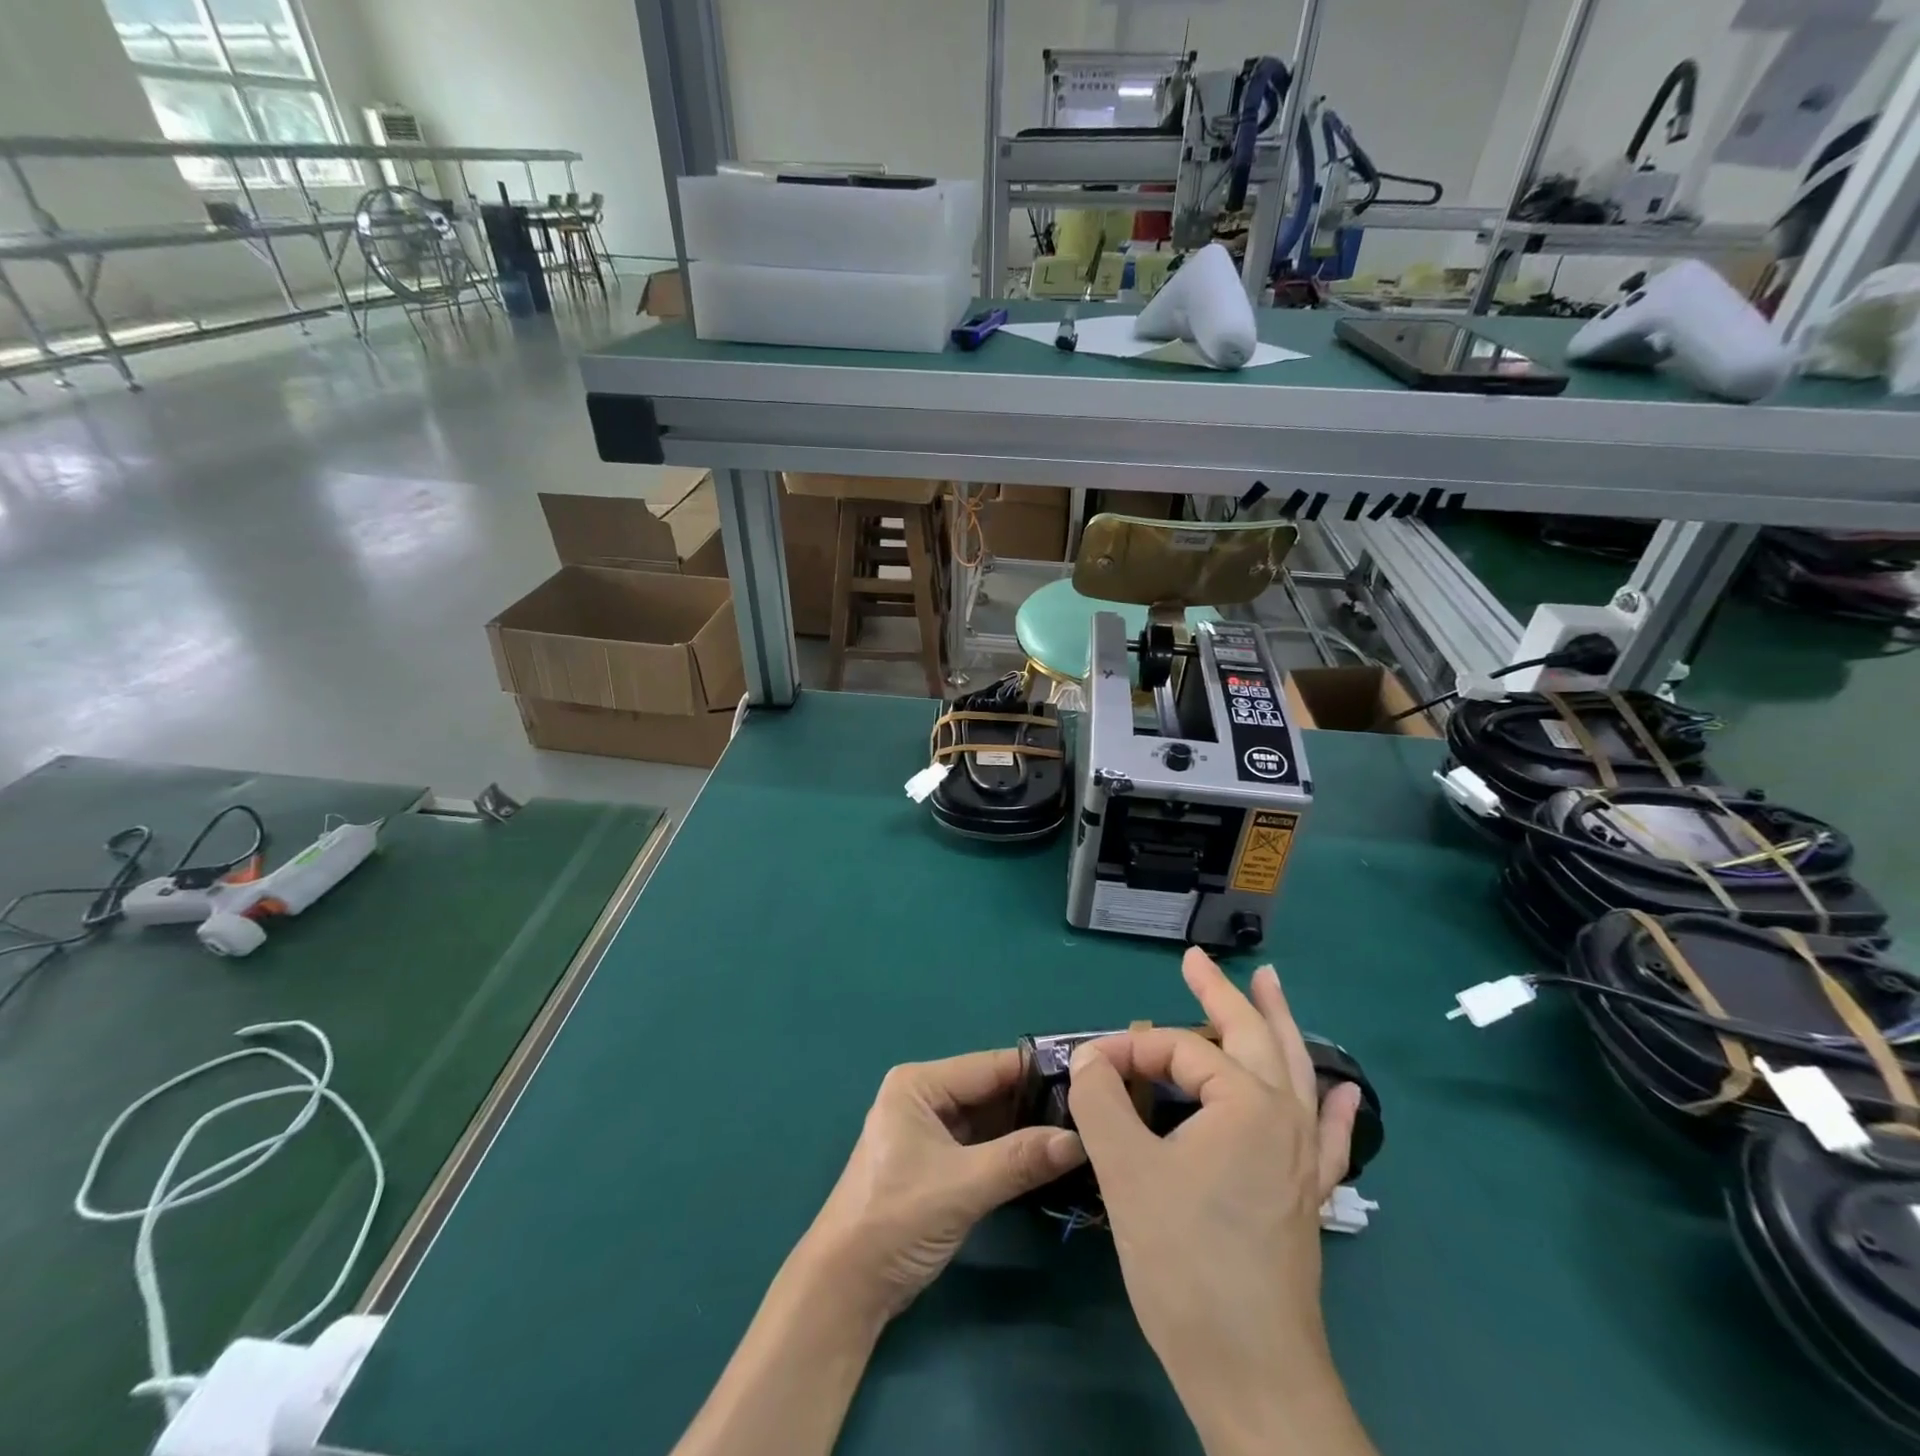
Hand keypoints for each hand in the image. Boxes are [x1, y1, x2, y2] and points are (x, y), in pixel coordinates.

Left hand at [800, 1049, 1086, 1319]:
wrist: (845, 1288)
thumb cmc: (895, 1219)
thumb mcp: (962, 1186)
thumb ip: (1020, 1159)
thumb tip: (1080, 1140)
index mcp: (919, 1084)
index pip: (989, 1067)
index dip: (1038, 1072)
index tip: (1088, 1077)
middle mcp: (926, 1097)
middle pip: (991, 1091)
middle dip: (1037, 1103)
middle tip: (1093, 1112)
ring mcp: (931, 1131)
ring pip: (991, 1120)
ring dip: (1028, 1130)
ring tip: (1084, 1132)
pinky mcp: (938, 1164)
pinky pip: (984, 1146)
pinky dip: (1013, 1152)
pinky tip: (1051, 1158)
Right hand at [1067, 949, 1373, 1455]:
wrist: (1251, 1373)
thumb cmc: (1185, 1262)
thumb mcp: (1126, 1170)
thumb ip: (1102, 1100)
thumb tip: (1091, 1058)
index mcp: (1247, 1102)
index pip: (1180, 1049)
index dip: (1131, 1050)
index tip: (1091, 1070)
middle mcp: (1285, 1117)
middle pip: (1253, 1035)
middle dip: (1221, 993)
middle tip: (1197, 960)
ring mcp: (1304, 1158)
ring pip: (1295, 1071)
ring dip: (1280, 1024)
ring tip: (1272, 985)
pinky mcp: (1307, 1195)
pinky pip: (1329, 1136)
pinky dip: (1335, 1106)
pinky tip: (1344, 1091)